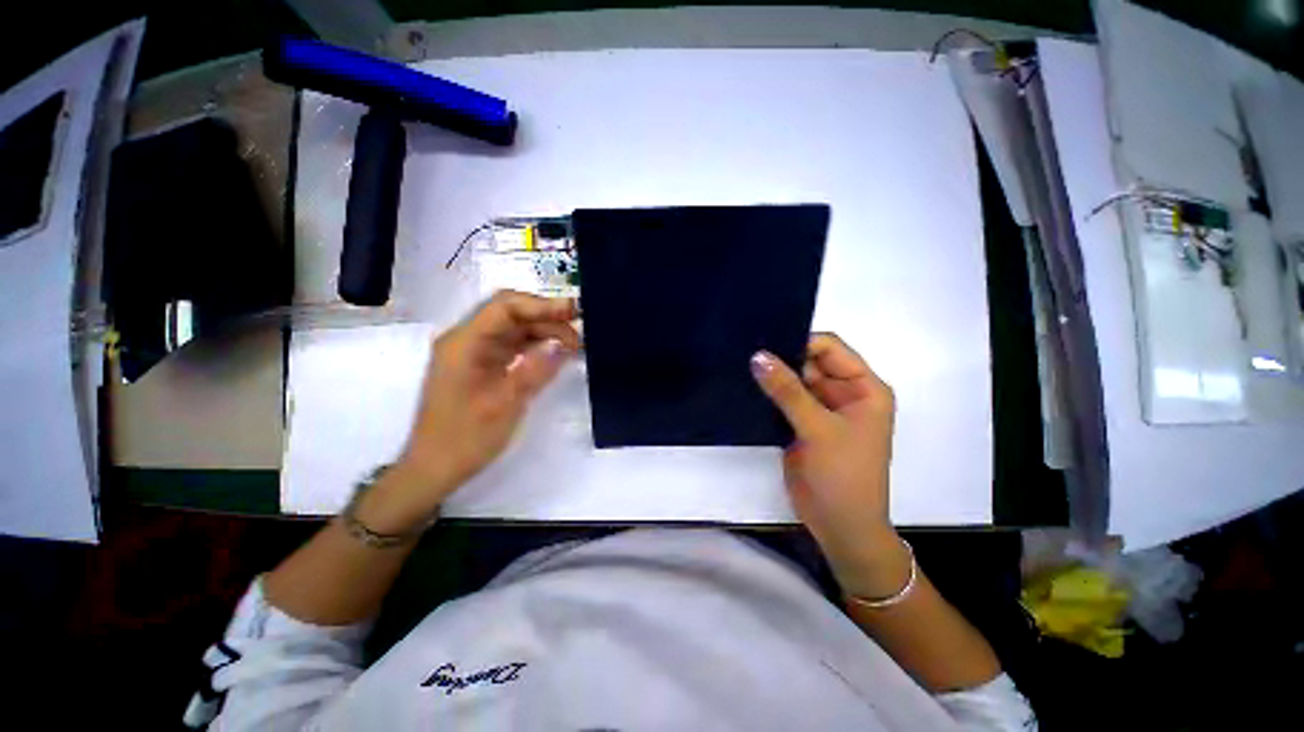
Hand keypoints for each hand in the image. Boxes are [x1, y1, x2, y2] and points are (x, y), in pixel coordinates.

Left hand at [382, 291, 579, 522]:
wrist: (435, 469)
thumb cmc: (465, 439)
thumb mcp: (505, 405)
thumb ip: (535, 371)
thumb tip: (564, 346)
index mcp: (464, 344)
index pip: (505, 307)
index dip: (542, 304)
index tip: (574, 311)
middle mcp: (467, 340)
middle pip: (511, 313)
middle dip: (547, 317)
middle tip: (580, 332)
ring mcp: (474, 351)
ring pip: (515, 328)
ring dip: (545, 331)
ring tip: (575, 344)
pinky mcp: (482, 364)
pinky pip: (513, 345)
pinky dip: (536, 345)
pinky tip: (557, 353)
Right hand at [751, 334, 908, 598]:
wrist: (840, 527)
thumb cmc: (843, 476)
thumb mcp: (818, 429)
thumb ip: (787, 391)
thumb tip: (758, 356)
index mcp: (863, 388)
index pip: (829, 349)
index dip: (799, 342)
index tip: (764, 342)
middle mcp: (843, 393)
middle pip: (809, 363)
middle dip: (781, 358)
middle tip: (744, 351)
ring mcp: (821, 410)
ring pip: (793, 381)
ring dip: (771, 377)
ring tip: (738, 365)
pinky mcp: (802, 425)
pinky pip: (783, 401)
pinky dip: (767, 395)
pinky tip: (744, 387)